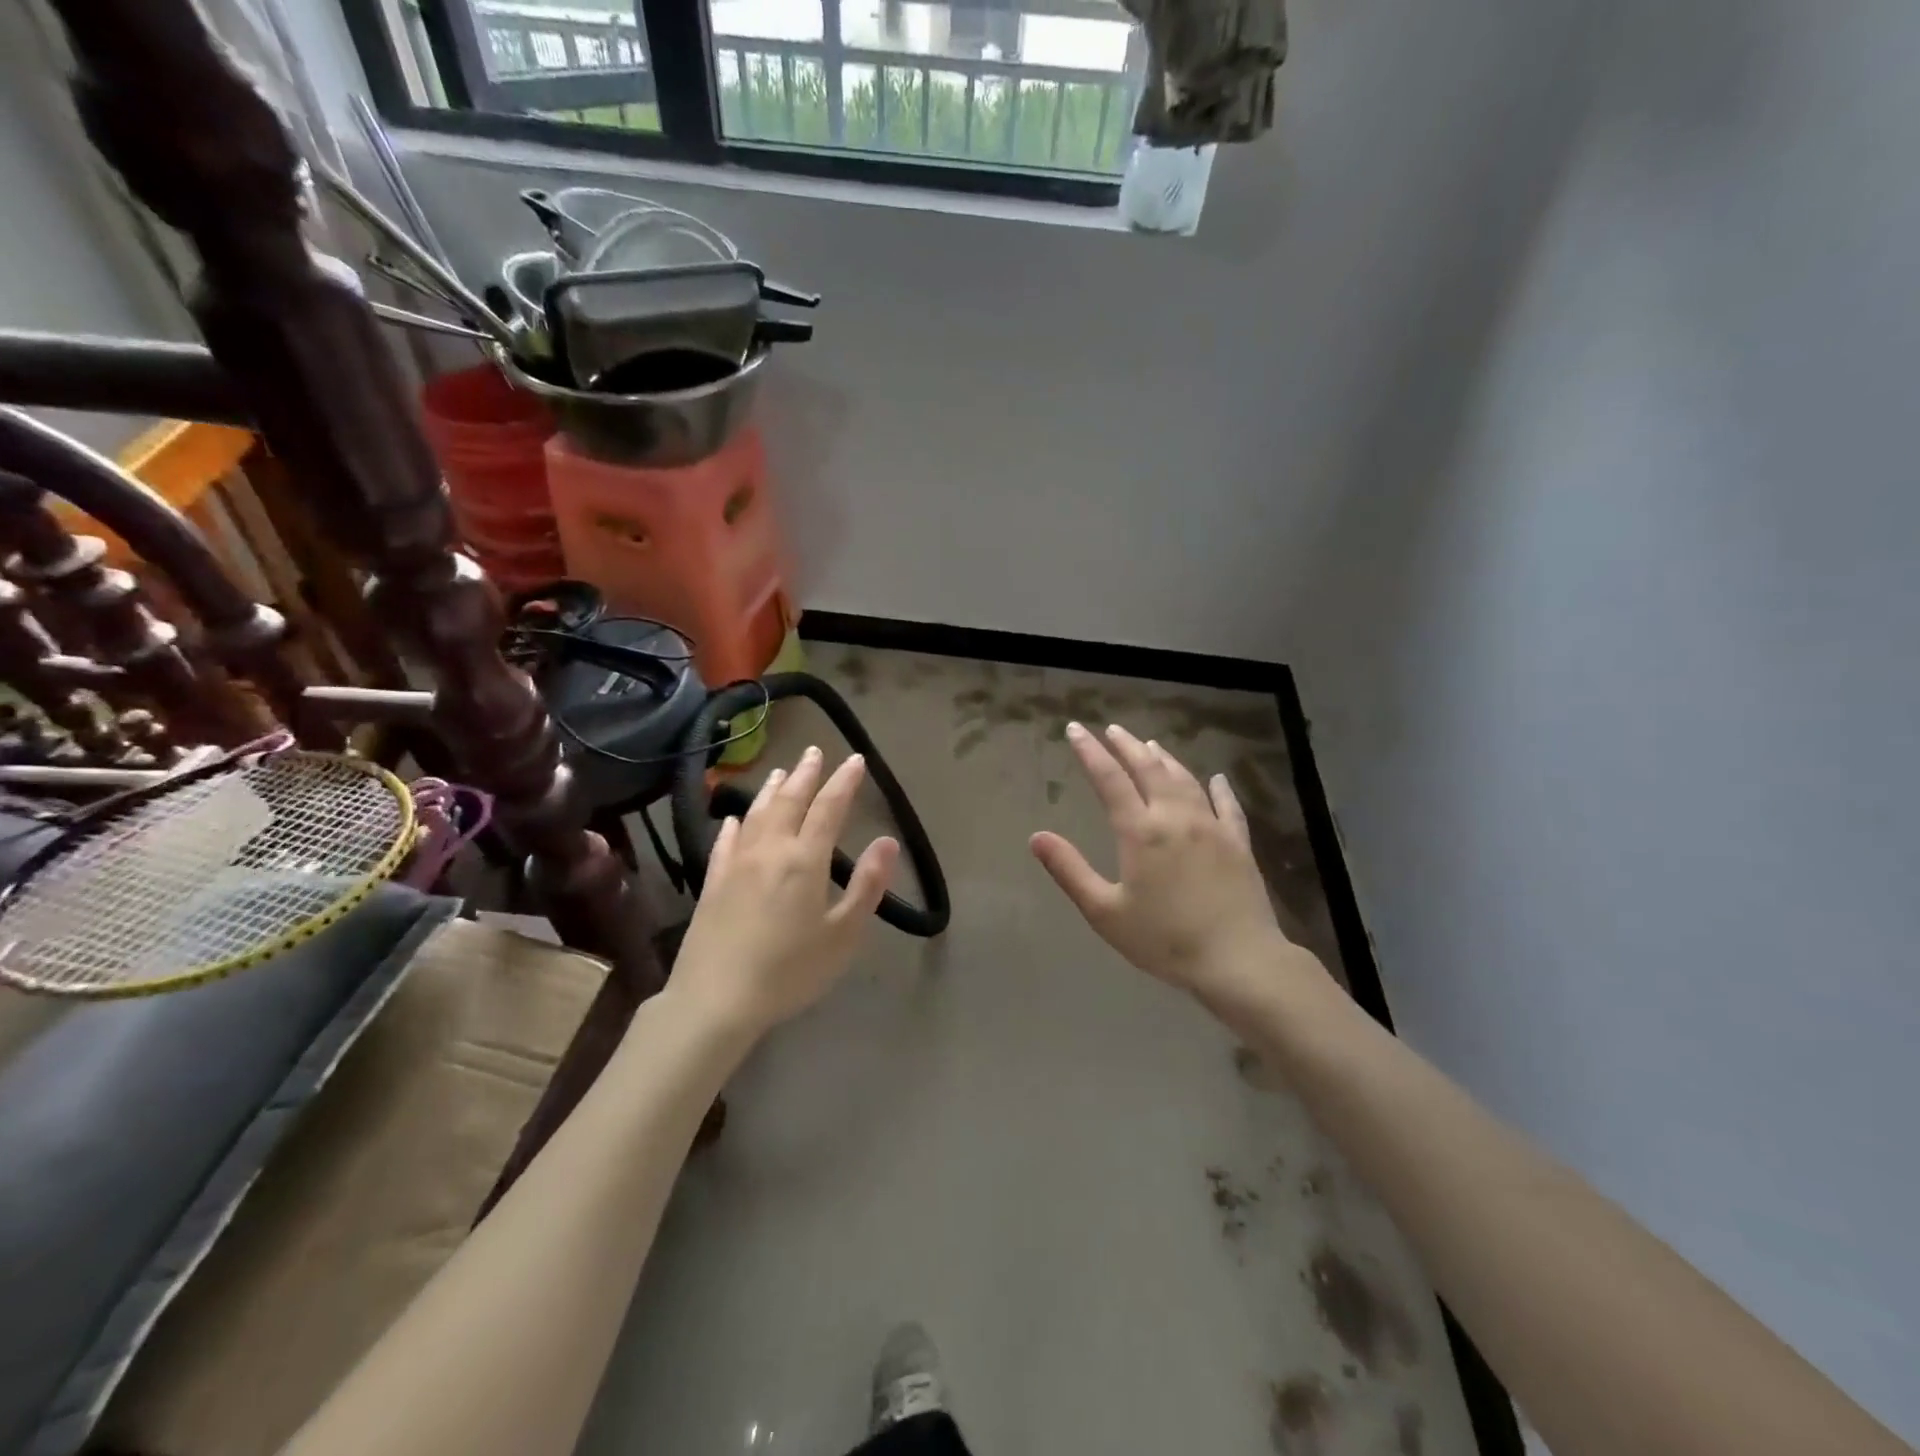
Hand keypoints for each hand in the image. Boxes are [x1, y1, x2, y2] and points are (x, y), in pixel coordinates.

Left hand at [670, 746, 898, 1038]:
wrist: (715, 999)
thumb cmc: (789, 971)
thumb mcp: (843, 935)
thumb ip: (867, 885)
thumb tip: (888, 841)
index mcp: (805, 860)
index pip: (829, 808)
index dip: (844, 782)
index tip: (855, 760)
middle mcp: (770, 850)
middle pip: (789, 800)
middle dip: (805, 774)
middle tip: (814, 751)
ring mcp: (736, 863)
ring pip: (757, 813)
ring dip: (772, 788)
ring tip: (781, 770)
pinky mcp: (713, 882)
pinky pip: (725, 841)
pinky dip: (735, 823)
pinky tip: (735, 818)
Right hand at [1031, 723, 1309, 1015]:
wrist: (1238, 960)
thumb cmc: (1164, 940)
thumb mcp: (1105, 912)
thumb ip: (1070, 870)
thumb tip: (1036, 836)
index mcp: (1140, 831)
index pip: (1109, 779)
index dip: (1090, 752)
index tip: (1075, 729)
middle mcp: (1175, 817)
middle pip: (1149, 769)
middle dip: (1127, 746)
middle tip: (1112, 729)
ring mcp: (1212, 827)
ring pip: (1185, 780)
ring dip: (1165, 758)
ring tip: (1151, 745)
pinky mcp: (1239, 843)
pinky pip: (1228, 805)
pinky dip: (1218, 788)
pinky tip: (1216, 778)